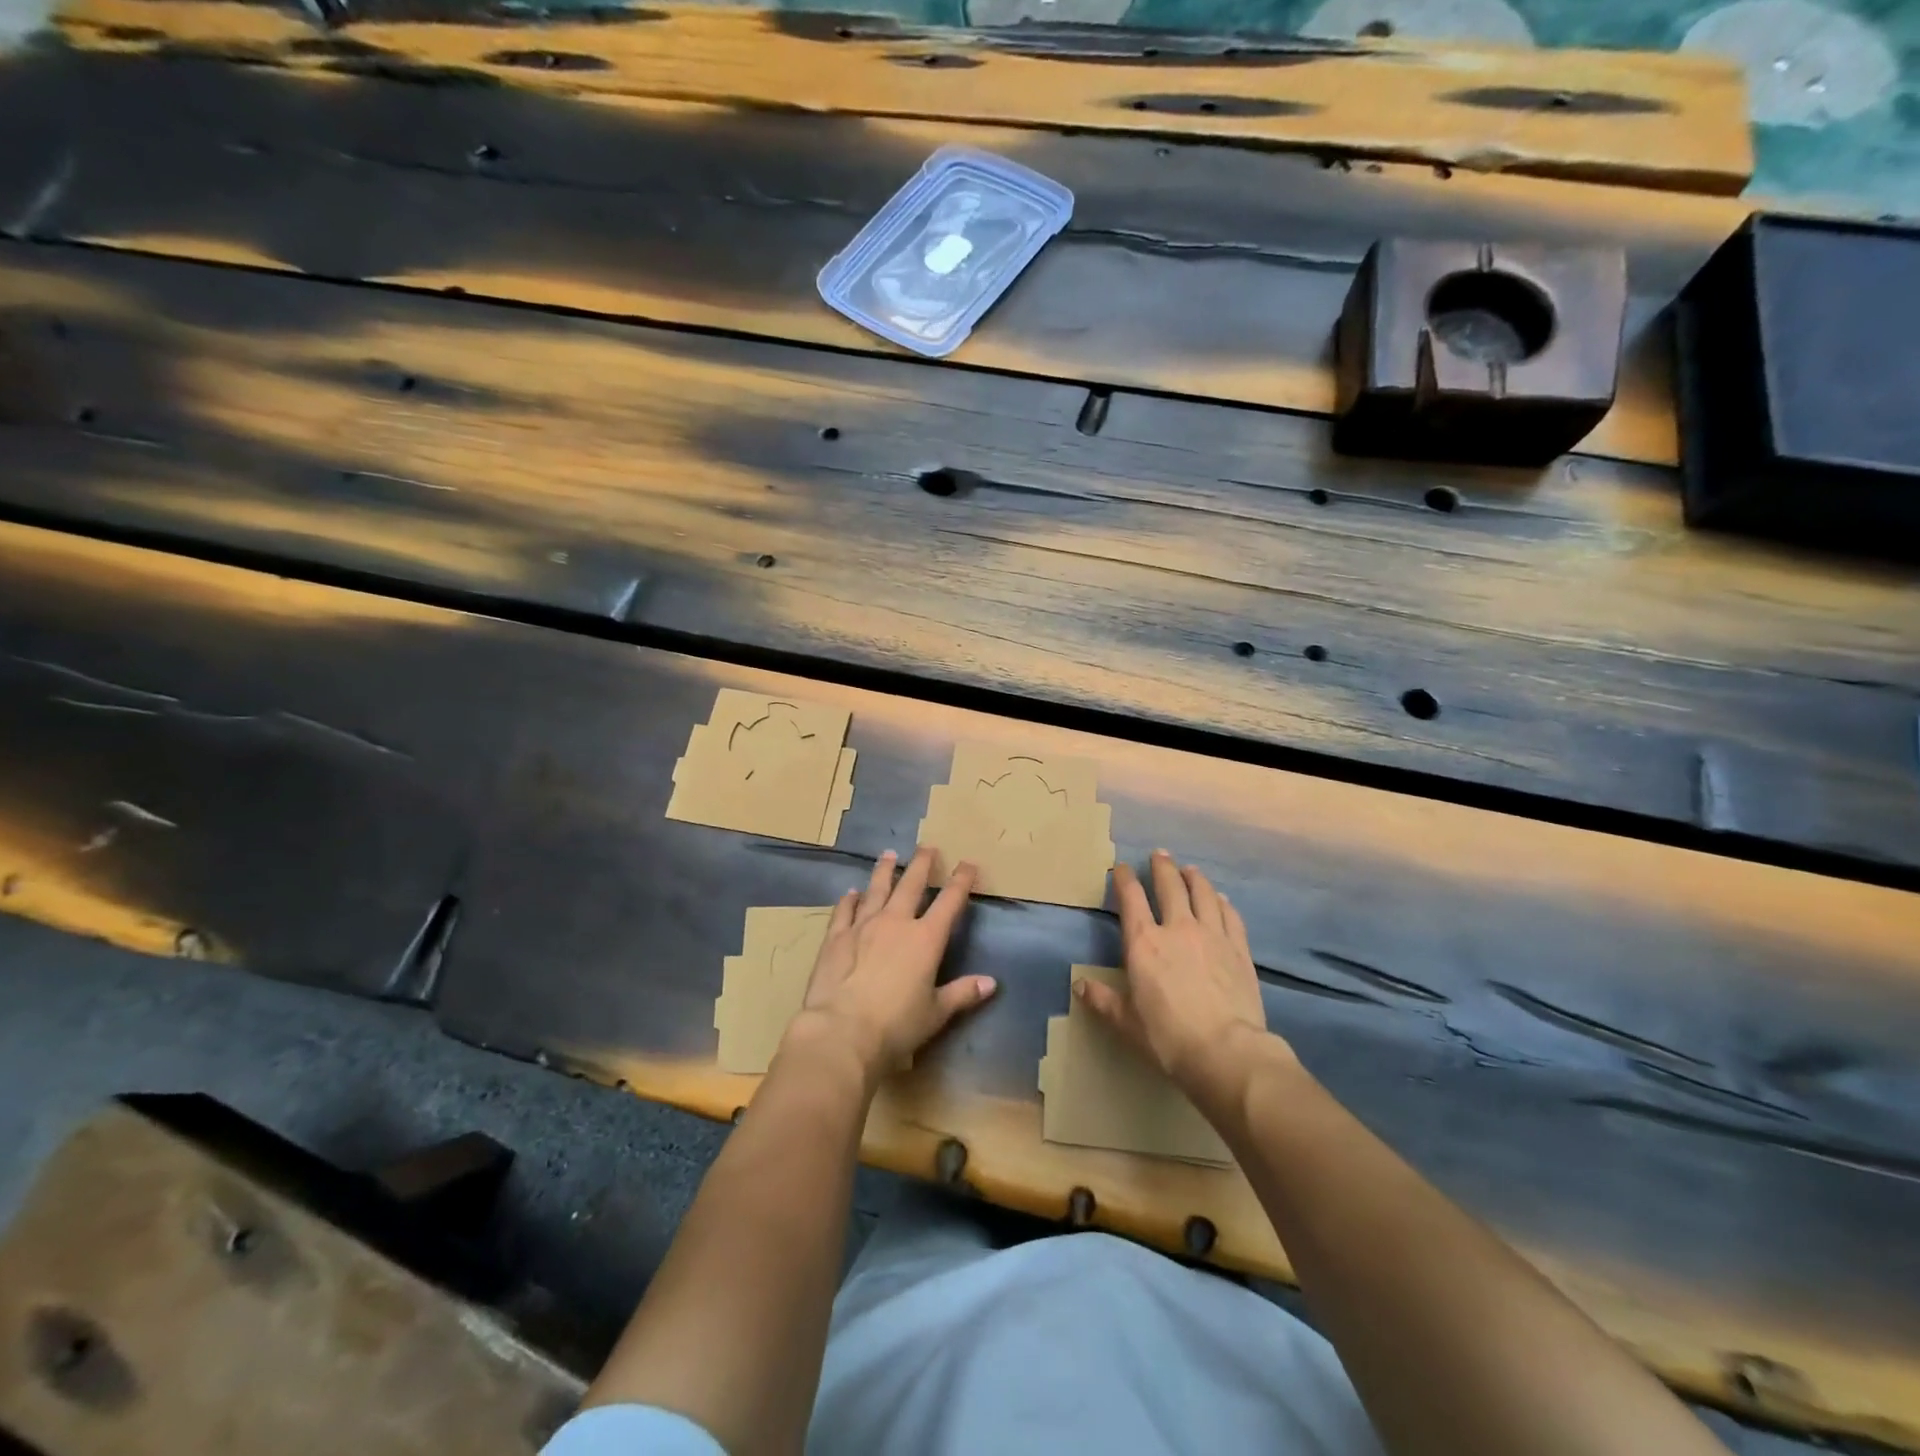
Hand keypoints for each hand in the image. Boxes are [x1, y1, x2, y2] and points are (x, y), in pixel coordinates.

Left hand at [794, 847, 995, 1079]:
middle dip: (922, 864)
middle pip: (911, 885)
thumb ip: (962, 994)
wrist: (842, 1030)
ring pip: (876, 889)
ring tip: (888, 855)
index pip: (949, 901)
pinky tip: (851, 892)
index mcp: (926, 939)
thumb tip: (991, 983)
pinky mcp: (835, 937)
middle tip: (927, 847)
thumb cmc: (896, 1025)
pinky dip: (849, 899)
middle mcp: (896, 922)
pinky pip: (844, 910)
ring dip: (884, 871)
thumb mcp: (936, 1013)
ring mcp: (863, 926)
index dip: (961, 881)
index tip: (968, 864)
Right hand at [1076, 849, 1277, 1095]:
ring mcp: (1212, 935)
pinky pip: (1230, 915)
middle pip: (1170, 886)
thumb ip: (1103, 1000)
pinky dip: (1222, 902)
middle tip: (1160, 854)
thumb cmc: (1168, 1037)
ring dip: (1194, 878)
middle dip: (1162, 867)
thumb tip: (1080, 985)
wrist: (1226, 1051)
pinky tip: (1221, 899)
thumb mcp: (1127, 1022)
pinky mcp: (1239, 949)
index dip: (1124, 878)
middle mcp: (1177, 928)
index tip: (1120, 867)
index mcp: (1144, 943)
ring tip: (1190, 870)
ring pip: (1203, 893)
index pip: (1131, 898)